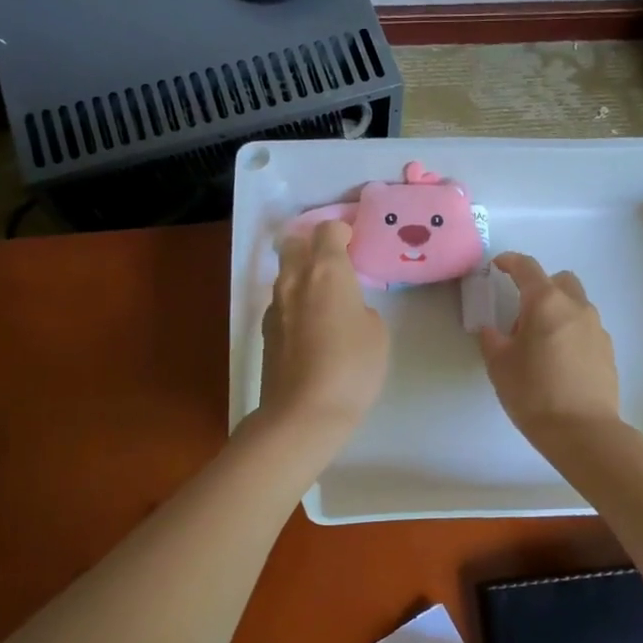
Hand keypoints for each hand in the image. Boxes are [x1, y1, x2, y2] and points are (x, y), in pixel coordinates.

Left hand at [259, 221, 388, 439]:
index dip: (342, 232)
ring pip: (286, 275)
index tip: (354, 244)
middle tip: (335, 265)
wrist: (304, 412)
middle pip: (296, 244)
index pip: (328, 230)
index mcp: (326, 271)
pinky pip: (281, 304)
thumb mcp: (377, 333)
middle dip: (313, 246)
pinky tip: (310, 330)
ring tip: (324, 300)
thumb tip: (345, 310)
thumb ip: (361, 308)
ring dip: (302, 276)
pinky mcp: (265, 331)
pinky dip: (295, 305)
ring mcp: (275, 305)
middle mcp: (295, 279)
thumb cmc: (352, 367)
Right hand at [479, 252, 619, 441]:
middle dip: (539, 287)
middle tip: (521, 315)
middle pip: (559, 281)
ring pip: (575, 305)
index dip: (510, 262)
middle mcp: (576, 307)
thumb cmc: (533, 393)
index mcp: (546, 303)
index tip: (498, 266)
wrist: (583, 431)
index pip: (527, 268)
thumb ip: (492, 340)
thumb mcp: (499, 366)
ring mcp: (596, 328)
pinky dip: (570, 332)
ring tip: (539, 343)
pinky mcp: (607, 350)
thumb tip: (491, 330)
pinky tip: (559, 361)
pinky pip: (585, 328)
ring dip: (556, 311)